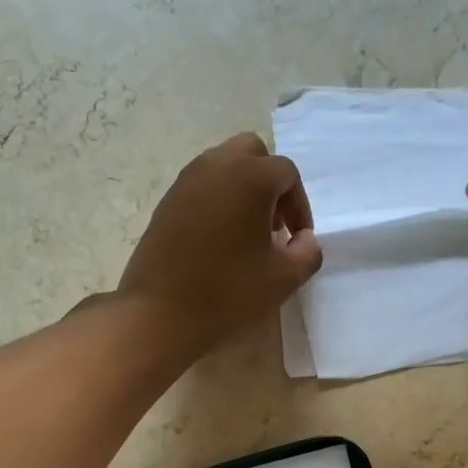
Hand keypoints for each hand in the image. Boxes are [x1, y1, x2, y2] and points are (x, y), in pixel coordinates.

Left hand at [115, 133, 322, 354]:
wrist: (160, 313)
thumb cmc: (227, 293)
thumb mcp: (282, 279)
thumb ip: (307, 253)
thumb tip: (305, 240)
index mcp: (250, 176)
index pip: (287, 174)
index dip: (300, 206)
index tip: (297, 240)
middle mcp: (216, 165)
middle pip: (252, 153)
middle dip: (269, 184)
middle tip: (273, 225)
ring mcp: (185, 181)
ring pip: (224, 166)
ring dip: (242, 191)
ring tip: (246, 234)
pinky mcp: (166, 202)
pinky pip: (201, 187)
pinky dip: (217, 201)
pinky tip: (218, 242)